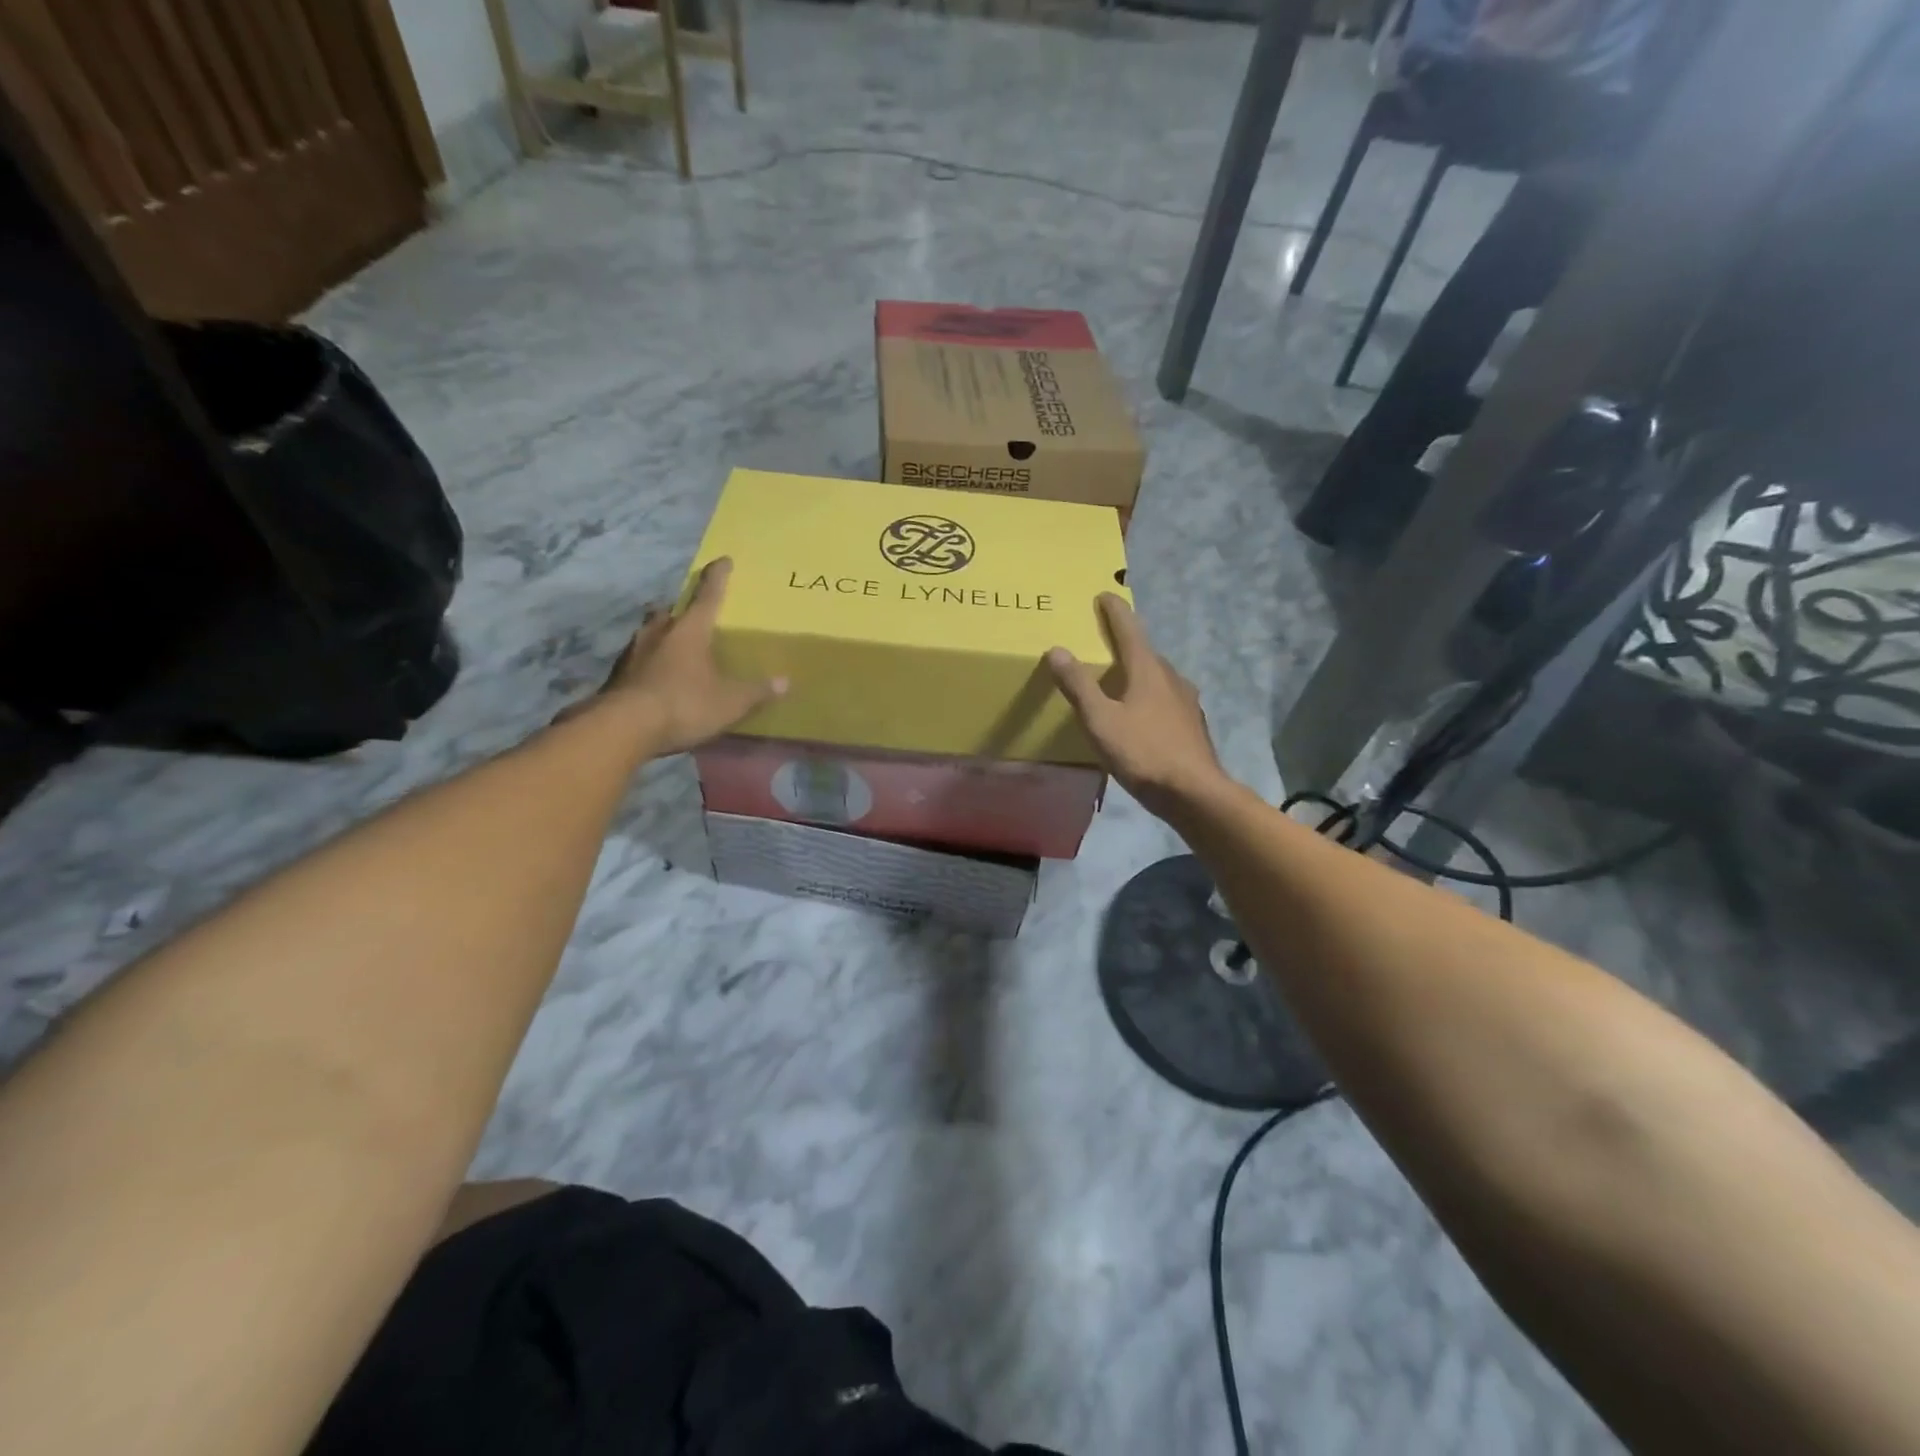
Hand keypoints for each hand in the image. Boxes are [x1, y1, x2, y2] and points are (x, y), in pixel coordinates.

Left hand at [589, 558, 785, 754]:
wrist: (623, 727)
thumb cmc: (684, 704)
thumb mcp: (729, 702)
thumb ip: (756, 692)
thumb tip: (785, 682)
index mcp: (689, 630)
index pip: (708, 596)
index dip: (718, 577)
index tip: (723, 560)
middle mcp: (659, 632)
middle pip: (669, 611)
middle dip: (680, 610)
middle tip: (690, 615)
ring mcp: (633, 652)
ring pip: (649, 632)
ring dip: (661, 635)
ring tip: (673, 646)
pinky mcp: (617, 674)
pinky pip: (638, 658)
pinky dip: (649, 662)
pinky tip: (656, 676)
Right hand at [1048, 593, 1227, 818]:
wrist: (1194, 793)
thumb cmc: (1144, 752)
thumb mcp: (1101, 720)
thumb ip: (1078, 686)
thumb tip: (1057, 650)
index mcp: (1147, 670)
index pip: (1129, 629)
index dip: (1114, 611)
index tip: (1104, 595)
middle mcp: (1171, 678)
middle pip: (1145, 652)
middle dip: (1126, 642)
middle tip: (1105, 640)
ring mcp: (1186, 702)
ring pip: (1158, 677)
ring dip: (1138, 671)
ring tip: (1120, 678)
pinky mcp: (1192, 725)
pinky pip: (1166, 699)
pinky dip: (1149, 696)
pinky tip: (1142, 714)